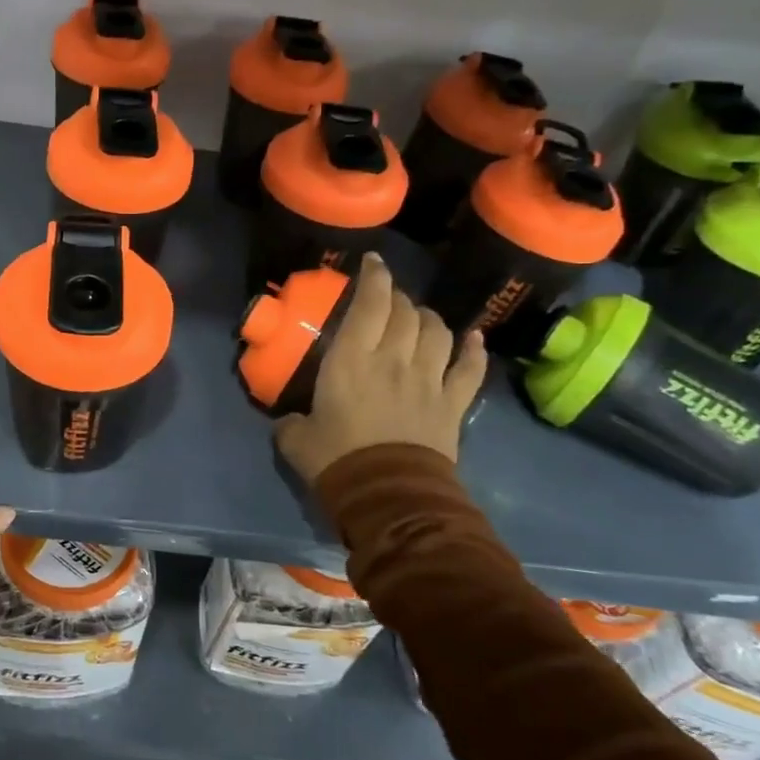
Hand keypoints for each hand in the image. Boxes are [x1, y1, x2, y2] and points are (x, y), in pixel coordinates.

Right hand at [274, 252, 487, 483]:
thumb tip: (287, 420)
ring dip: (428, 318)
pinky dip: (472, 350)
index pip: (370, 303)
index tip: (372, 262)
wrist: (389, 497)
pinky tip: (473, 338)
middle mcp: (394, 358)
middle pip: (405, 312)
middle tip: (385, 299)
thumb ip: (290, 422)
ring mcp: (428, 380)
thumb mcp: (296, 440)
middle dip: (396, 297)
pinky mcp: (452, 404)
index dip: (374, 276)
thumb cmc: (337, 460)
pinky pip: (469, 369)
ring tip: (418, 318)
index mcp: (352, 359)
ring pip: (437, 332)